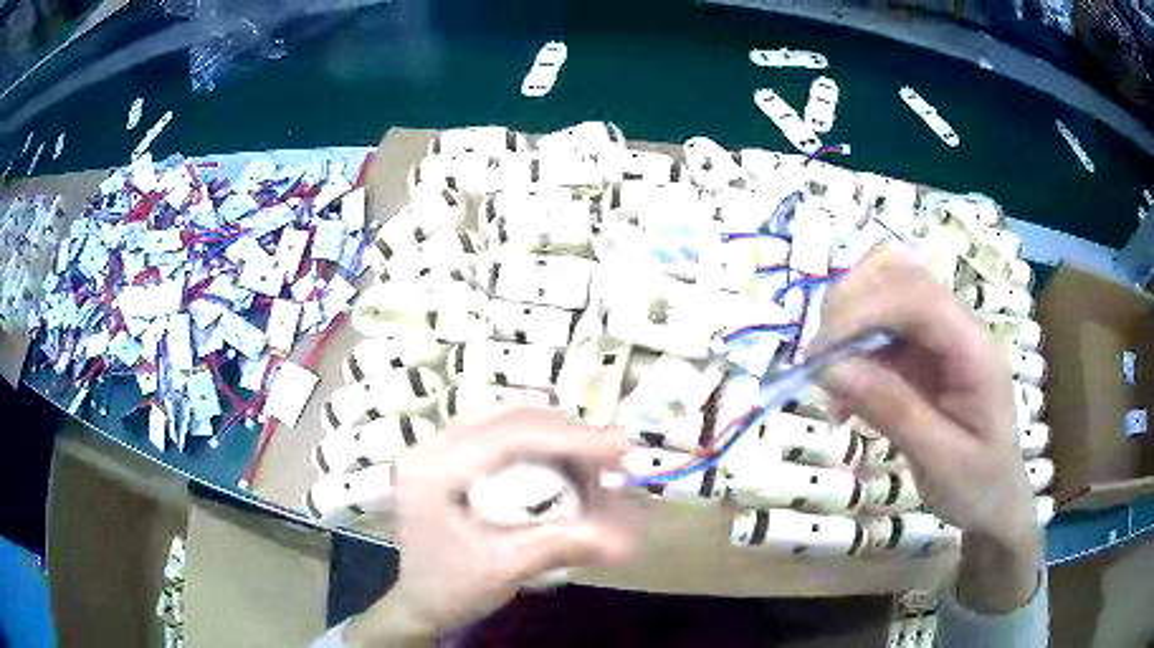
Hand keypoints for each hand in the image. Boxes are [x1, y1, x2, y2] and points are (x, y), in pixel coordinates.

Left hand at [348, 407, 639, 644]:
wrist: (418, 601)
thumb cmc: (450, 588)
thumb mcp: (504, 569)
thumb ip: (561, 545)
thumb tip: (627, 541)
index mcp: (433, 471)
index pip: (509, 437)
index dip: (571, 438)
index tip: (621, 448)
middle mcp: (429, 446)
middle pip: (507, 417)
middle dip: (566, 432)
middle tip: (612, 455)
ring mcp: (434, 447)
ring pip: (502, 416)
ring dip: (551, 431)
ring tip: (590, 454)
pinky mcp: (445, 456)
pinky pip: (495, 429)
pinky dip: (533, 437)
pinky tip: (557, 455)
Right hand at [812, 249, 1040, 611]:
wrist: (997, 501)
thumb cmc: (978, 487)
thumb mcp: (939, 461)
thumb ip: (892, 410)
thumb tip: (829, 368)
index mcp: (975, 351)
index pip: (917, 298)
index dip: (863, 312)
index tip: (819, 357)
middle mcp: (958, 329)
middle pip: (900, 275)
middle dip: (850, 304)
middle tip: (818, 361)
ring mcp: (941, 337)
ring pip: (887, 292)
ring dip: (848, 323)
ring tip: (828, 377)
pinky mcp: (925, 353)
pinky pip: (881, 331)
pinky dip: (853, 352)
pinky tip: (844, 398)